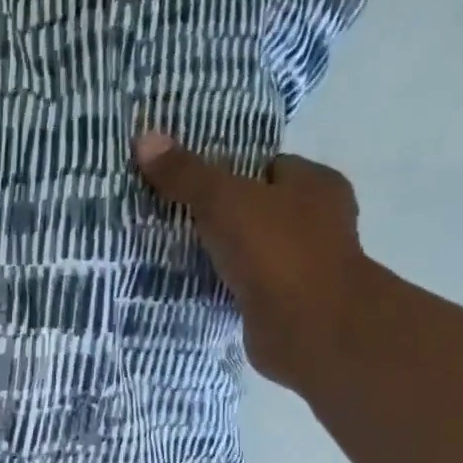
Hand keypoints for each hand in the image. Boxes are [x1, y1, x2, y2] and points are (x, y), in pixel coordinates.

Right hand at [135, 133, 371, 385]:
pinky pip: (248, 286)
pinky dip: (227, 286)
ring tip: (176, 251)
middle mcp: (318, 222)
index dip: (232, 171)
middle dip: (224, 214)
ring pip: (254, 250)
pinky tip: (195, 286)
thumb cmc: (276, 250)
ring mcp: (305, 266)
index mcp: (316, 185)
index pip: (270, 166)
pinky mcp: (287, 304)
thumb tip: (144, 136)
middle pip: (260, 208)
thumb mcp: (223, 200)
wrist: (308, 326)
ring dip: (224, 253)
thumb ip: (186, 174)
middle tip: (175, 217)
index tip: (192, 181)